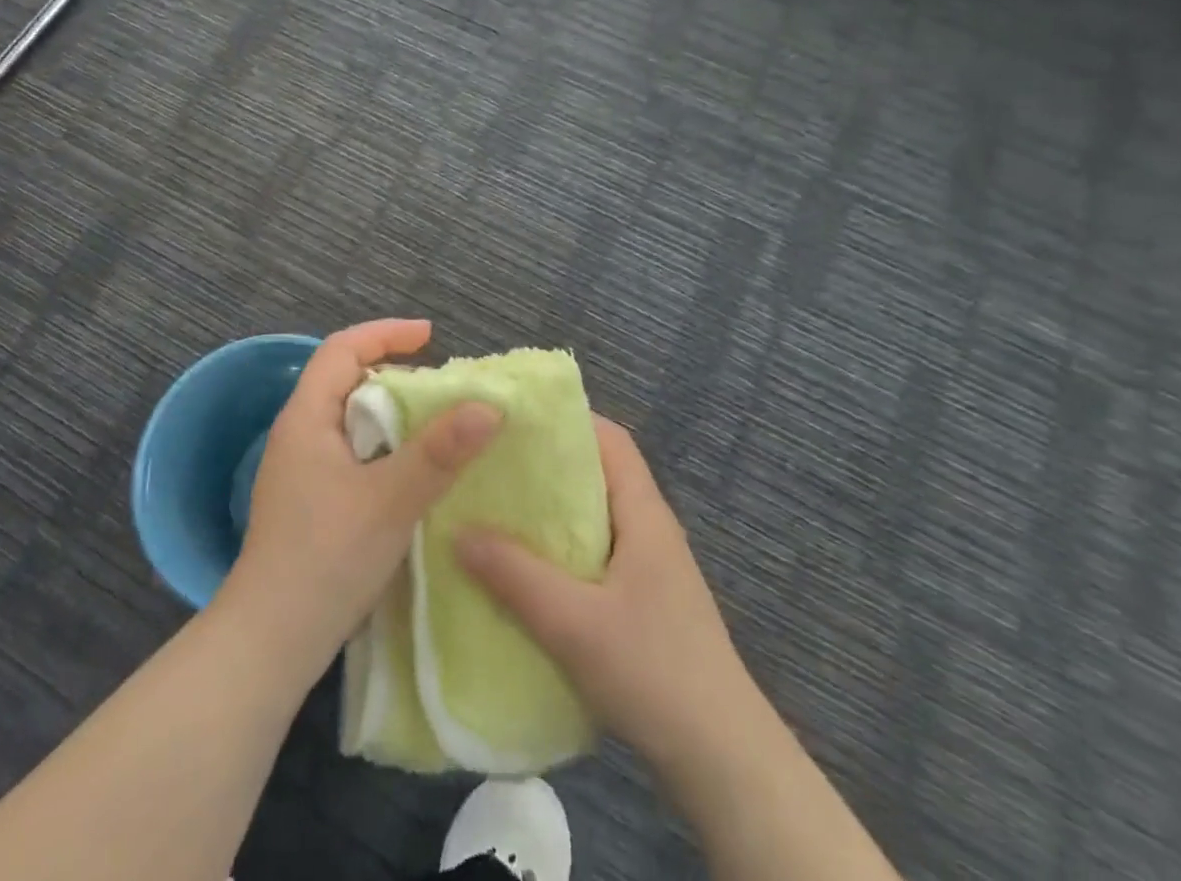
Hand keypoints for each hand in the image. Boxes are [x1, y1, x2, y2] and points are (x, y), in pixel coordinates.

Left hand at [223, 319, 499, 680]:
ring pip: (351, 422)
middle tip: (442, 390)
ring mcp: (300, 471)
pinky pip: (352, 454)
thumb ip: (440, 452)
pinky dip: (385, 449)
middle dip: (394, 375)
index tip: (430, 337)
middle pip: (345, 382)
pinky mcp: (310, 502)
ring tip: (436, 428)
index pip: (342, 350)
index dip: (385, 334)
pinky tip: (412, 475)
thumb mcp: (390, 500)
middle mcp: (299, 435)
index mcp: (306, 418)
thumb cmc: (326, 558)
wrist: (270, 643)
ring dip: (392, 416)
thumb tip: (489, 406)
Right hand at [456, 417, 754, 772]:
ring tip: (497, 508)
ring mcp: (649, 567)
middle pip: (598, 474)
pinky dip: (561, 549)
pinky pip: (595, 554)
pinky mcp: (643, 602)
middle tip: (493, 462)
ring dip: (551, 510)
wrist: (723, 761)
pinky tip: (525, 568)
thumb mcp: (574, 623)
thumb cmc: (654, 671)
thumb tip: (457, 531)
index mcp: (645, 514)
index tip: (516, 420)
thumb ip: (515, 575)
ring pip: (594, 517)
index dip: (568, 421)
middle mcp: (650, 529)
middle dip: (548, 464)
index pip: (611, 440)